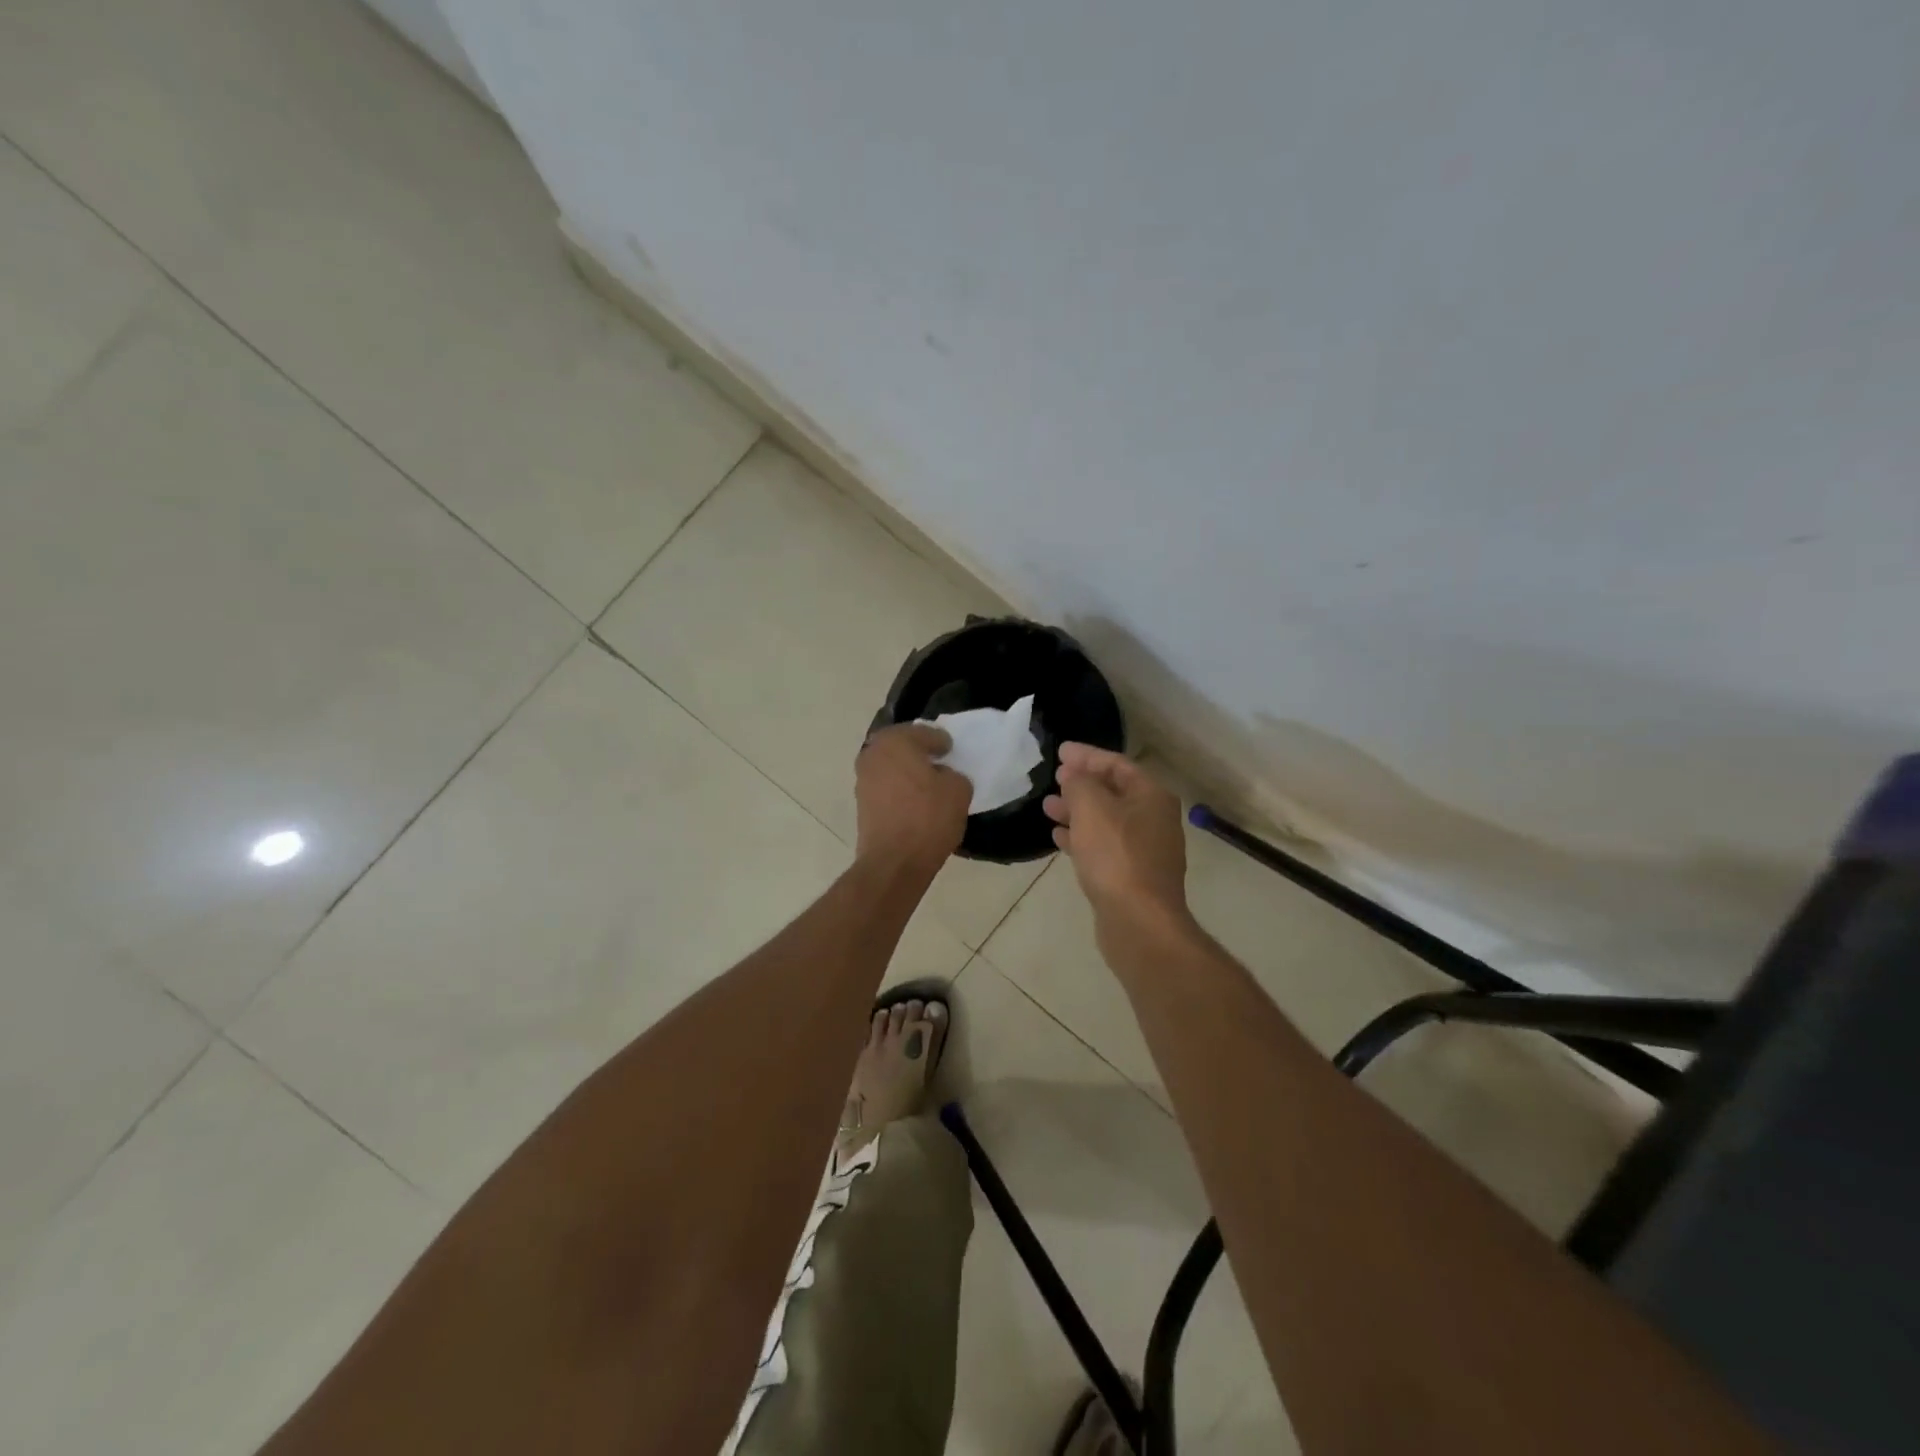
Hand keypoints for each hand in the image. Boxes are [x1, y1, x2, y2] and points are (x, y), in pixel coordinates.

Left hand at [855, 724, 970, 870]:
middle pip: (901, 746)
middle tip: (939, 762)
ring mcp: (862, 780)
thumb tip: (942, 776)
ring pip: (891, 767)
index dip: (941, 741)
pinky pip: (886, 787)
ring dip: (907, 771)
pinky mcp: (861, 804)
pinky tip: (915, 801)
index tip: (951, 750)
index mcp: (895, 741)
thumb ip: (953, 774)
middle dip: (919, 752)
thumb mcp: (958, 790)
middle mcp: (873, 754)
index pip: (924, 733)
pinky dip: (899, 789)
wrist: (894, 861)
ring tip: (928, 783)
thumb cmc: (928, 817)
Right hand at [1044, 744, 1190, 931]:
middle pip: (1114, 791)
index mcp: (1152, 796)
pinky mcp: (1132, 876)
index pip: (1117, 764)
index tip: (1060, 751)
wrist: (1138, 921)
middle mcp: (1154, 819)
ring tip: (1047, 806)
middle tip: (1055, 777)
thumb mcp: (1091, 807)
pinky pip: (1104, 846)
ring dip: (1077, 811)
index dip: (1087, 755)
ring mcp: (1145, 850)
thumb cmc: (1116, 855)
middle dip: (1082, 783)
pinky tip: (1058, 837)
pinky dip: (1082, 837)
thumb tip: (1074, 776)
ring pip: (1106, 820)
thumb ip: (1079, 783)